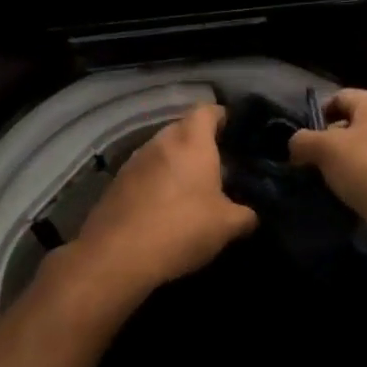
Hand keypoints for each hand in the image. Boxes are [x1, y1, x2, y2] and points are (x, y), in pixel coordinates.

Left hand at [62, 104, 256, 305]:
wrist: (116, 256)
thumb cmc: (180, 228)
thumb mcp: (227, 226)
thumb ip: (245, 215)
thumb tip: (250, 215)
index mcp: (191, 141)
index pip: (208, 110)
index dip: (223, 117)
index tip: (235, 133)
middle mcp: (161, 141)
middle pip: (184, 130)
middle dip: (200, 145)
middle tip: (219, 168)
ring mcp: (134, 161)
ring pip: (162, 152)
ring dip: (176, 165)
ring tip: (192, 191)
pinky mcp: (116, 183)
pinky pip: (144, 173)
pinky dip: (156, 183)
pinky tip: (164, 209)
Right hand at [289, 90, 366, 262]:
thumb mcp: (327, 150)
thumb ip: (303, 141)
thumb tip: (296, 145)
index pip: (339, 98)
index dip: (316, 115)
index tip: (299, 141)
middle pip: (350, 126)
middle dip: (326, 145)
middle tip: (305, 166)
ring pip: (361, 154)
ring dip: (341, 169)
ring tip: (321, 187)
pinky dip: (358, 187)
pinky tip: (345, 202)